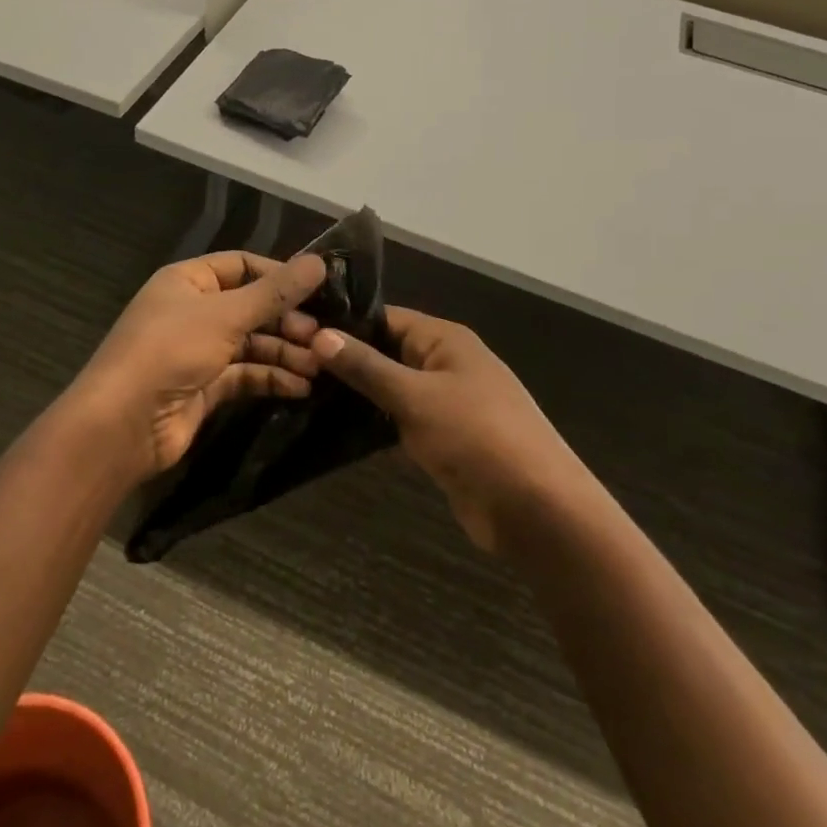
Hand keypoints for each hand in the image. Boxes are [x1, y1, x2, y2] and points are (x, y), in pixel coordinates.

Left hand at [66, 251, 328, 482]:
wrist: (123, 425)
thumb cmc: (170, 351)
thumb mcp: (225, 315)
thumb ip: (274, 292)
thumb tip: (320, 263)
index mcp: (188, 281)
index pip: (241, 266)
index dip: (278, 275)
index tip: (318, 289)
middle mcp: (193, 311)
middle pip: (251, 307)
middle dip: (286, 320)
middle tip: (321, 337)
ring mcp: (198, 351)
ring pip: (251, 343)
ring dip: (285, 352)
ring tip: (318, 366)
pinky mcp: (205, 387)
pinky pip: (245, 375)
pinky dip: (272, 378)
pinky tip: (301, 387)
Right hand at [309, 308, 578, 552]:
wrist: (535, 508)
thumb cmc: (476, 436)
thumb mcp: (415, 396)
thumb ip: (367, 367)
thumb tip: (319, 335)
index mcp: (445, 340)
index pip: (386, 318)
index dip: (344, 324)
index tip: (297, 332)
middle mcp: (445, 363)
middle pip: (387, 351)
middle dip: (345, 359)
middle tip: (291, 366)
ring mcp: (445, 402)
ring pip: (391, 387)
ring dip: (357, 393)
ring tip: (302, 393)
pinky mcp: (442, 438)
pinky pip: (400, 419)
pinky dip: (373, 422)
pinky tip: (334, 427)